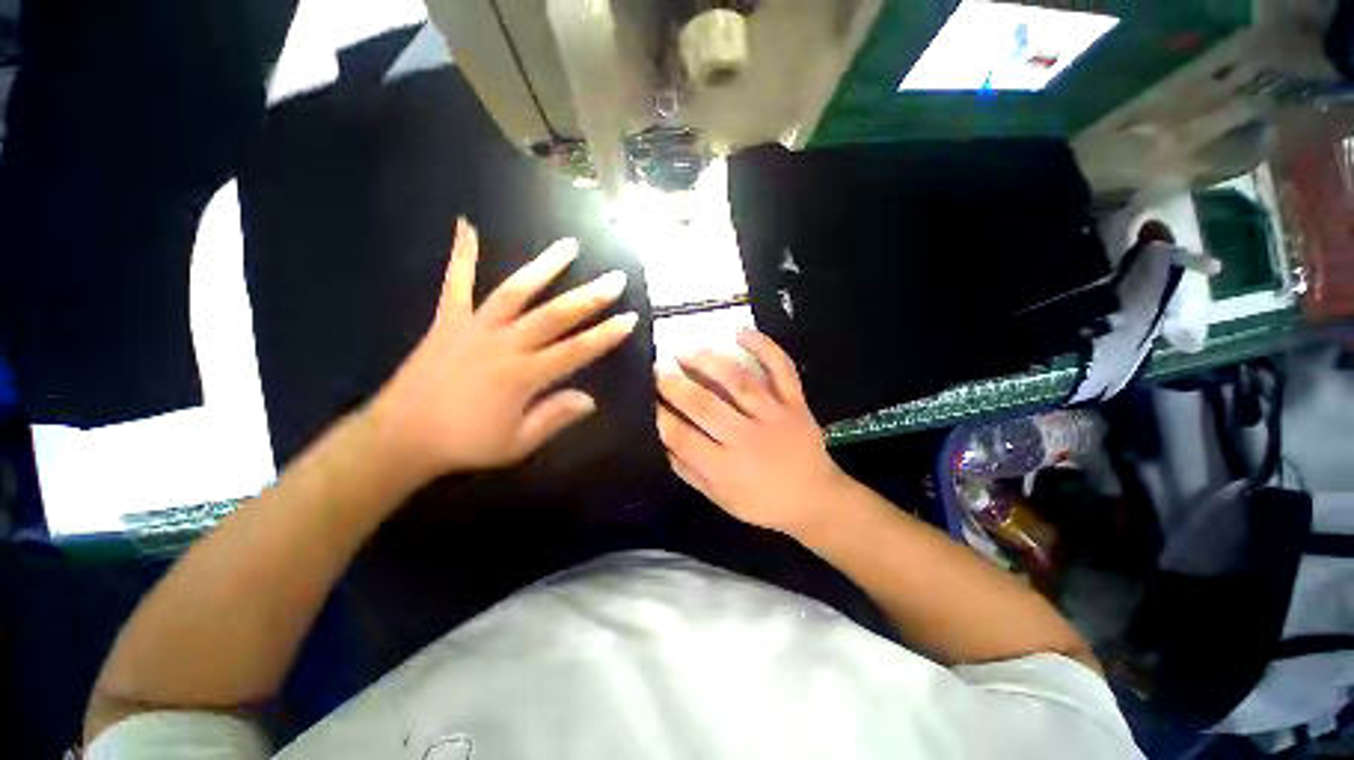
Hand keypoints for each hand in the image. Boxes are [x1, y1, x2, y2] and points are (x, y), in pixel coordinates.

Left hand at [367, 219, 636, 483]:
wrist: (400, 437)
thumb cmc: (465, 443)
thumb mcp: (517, 443)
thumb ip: (554, 417)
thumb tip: (590, 399)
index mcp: (524, 375)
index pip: (576, 350)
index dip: (605, 334)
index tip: (629, 318)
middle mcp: (505, 344)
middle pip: (555, 315)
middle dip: (589, 296)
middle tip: (615, 278)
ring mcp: (475, 327)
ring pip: (516, 290)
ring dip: (544, 266)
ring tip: (568, 245)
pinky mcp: (448, 320)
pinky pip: (455, 283)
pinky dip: (461, 254)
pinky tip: (466, 225)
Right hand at [655, 329, 846, 536]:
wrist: (816, 499)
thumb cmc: (762, 502)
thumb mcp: (719, 498)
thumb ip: (689, 470)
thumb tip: (661, 440)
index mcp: (726, 467)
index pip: (682, 437)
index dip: (659, 416)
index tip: (644, 398)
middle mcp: (747, 437)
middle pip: (704, 405)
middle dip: (674, 385)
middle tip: (656, 369)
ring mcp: (774, 414)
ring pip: (738, 381)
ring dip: (707, 362)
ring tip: (684, 351)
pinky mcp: (795, 401)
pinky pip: (781, 368)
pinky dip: (763, 346)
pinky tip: (739, 331)